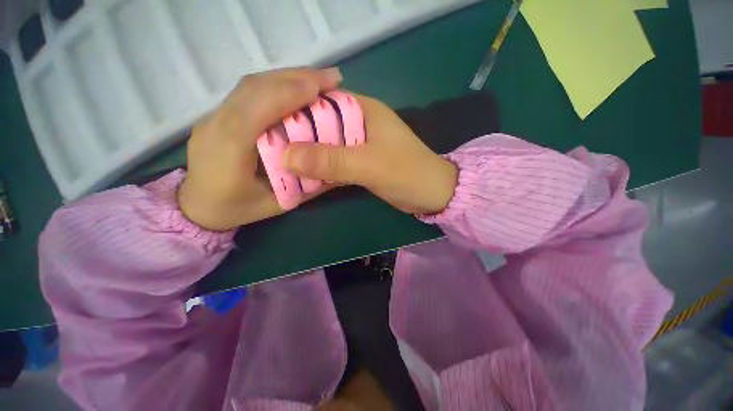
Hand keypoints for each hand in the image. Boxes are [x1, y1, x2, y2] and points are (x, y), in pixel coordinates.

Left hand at [178, 67, 341, 230]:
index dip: (285, 95)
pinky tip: (297, 87)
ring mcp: (214, 115)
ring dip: (288, 77)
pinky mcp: (220, 112)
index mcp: (228, 154)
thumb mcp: (277, 204)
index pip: (253, 114)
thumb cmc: (238, 209)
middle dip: (295, 78)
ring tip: (319, 79)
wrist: (196, 205)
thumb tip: (333, 168)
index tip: (319, 89)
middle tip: (330, 78)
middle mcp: (216, 125)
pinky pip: (250, 90)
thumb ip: (305, 186)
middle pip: (253, 89)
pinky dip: (278, 83)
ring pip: (251, 84)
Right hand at [282, 95, 457, 214]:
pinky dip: (321, 168)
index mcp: (364, 110)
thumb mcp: (369, 166)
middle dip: (297, 136)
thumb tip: (285, 156)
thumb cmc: (408, 174)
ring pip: (327, 145)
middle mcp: (360, 123)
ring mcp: (360, 144)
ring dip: (308, 155)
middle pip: (321, 124)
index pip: (321, 100)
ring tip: (279, 162)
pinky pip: (335, 161)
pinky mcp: (361, 162)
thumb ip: (331, 160)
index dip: (294, 109)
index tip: (267, 124)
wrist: (432, 195)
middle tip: (268, 147)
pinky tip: (303, 176)